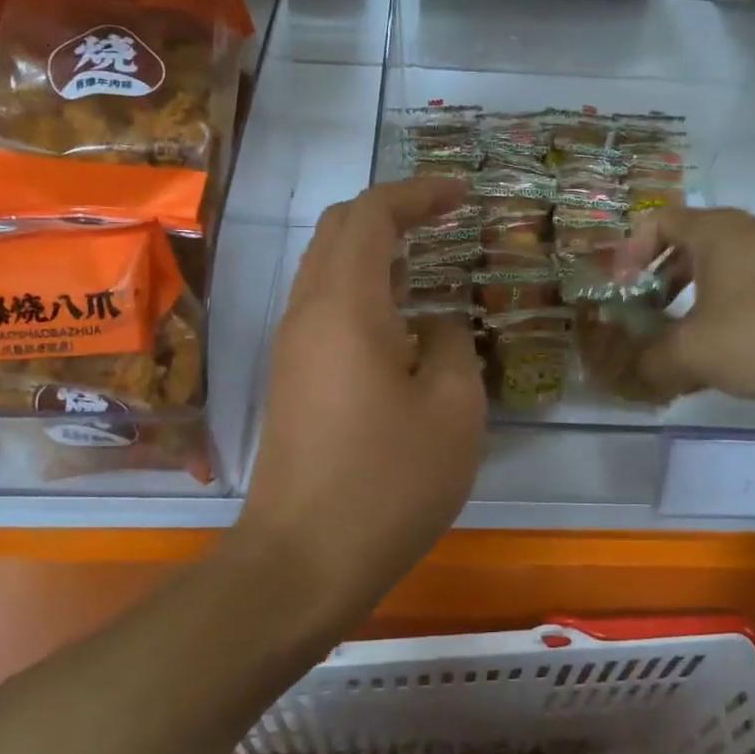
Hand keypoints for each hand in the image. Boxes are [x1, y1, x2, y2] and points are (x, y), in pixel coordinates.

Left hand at [240, 177, 486, 612]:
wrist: (303, 560)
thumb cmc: (388, 482)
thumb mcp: (452, 410)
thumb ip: (450, 346)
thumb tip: (432, 326)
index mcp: (346, 305)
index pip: (372, 214)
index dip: (419, 193)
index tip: (463, 196)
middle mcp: (307, 311)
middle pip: (340, 229)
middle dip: (393, 211)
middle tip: (445, 218)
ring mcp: (291, 345)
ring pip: (327, 267)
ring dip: (375, 249)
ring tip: (428, 259)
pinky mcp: (291, 377)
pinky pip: (324, 306)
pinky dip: (363, 288)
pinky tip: (400, 318)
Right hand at [625, 206, 754, 410]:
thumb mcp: (698, 352)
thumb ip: (654, 362)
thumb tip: (633, 374)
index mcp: (717, 232)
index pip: (657, 221)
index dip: (629, 252)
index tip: (621, 291)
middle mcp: (751, 236)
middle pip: (689, 249)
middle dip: (660, 285)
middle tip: (646, 321)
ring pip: (724, 278)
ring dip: (695, 308)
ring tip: (685, 350)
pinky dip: (732, 322)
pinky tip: (732, 363)